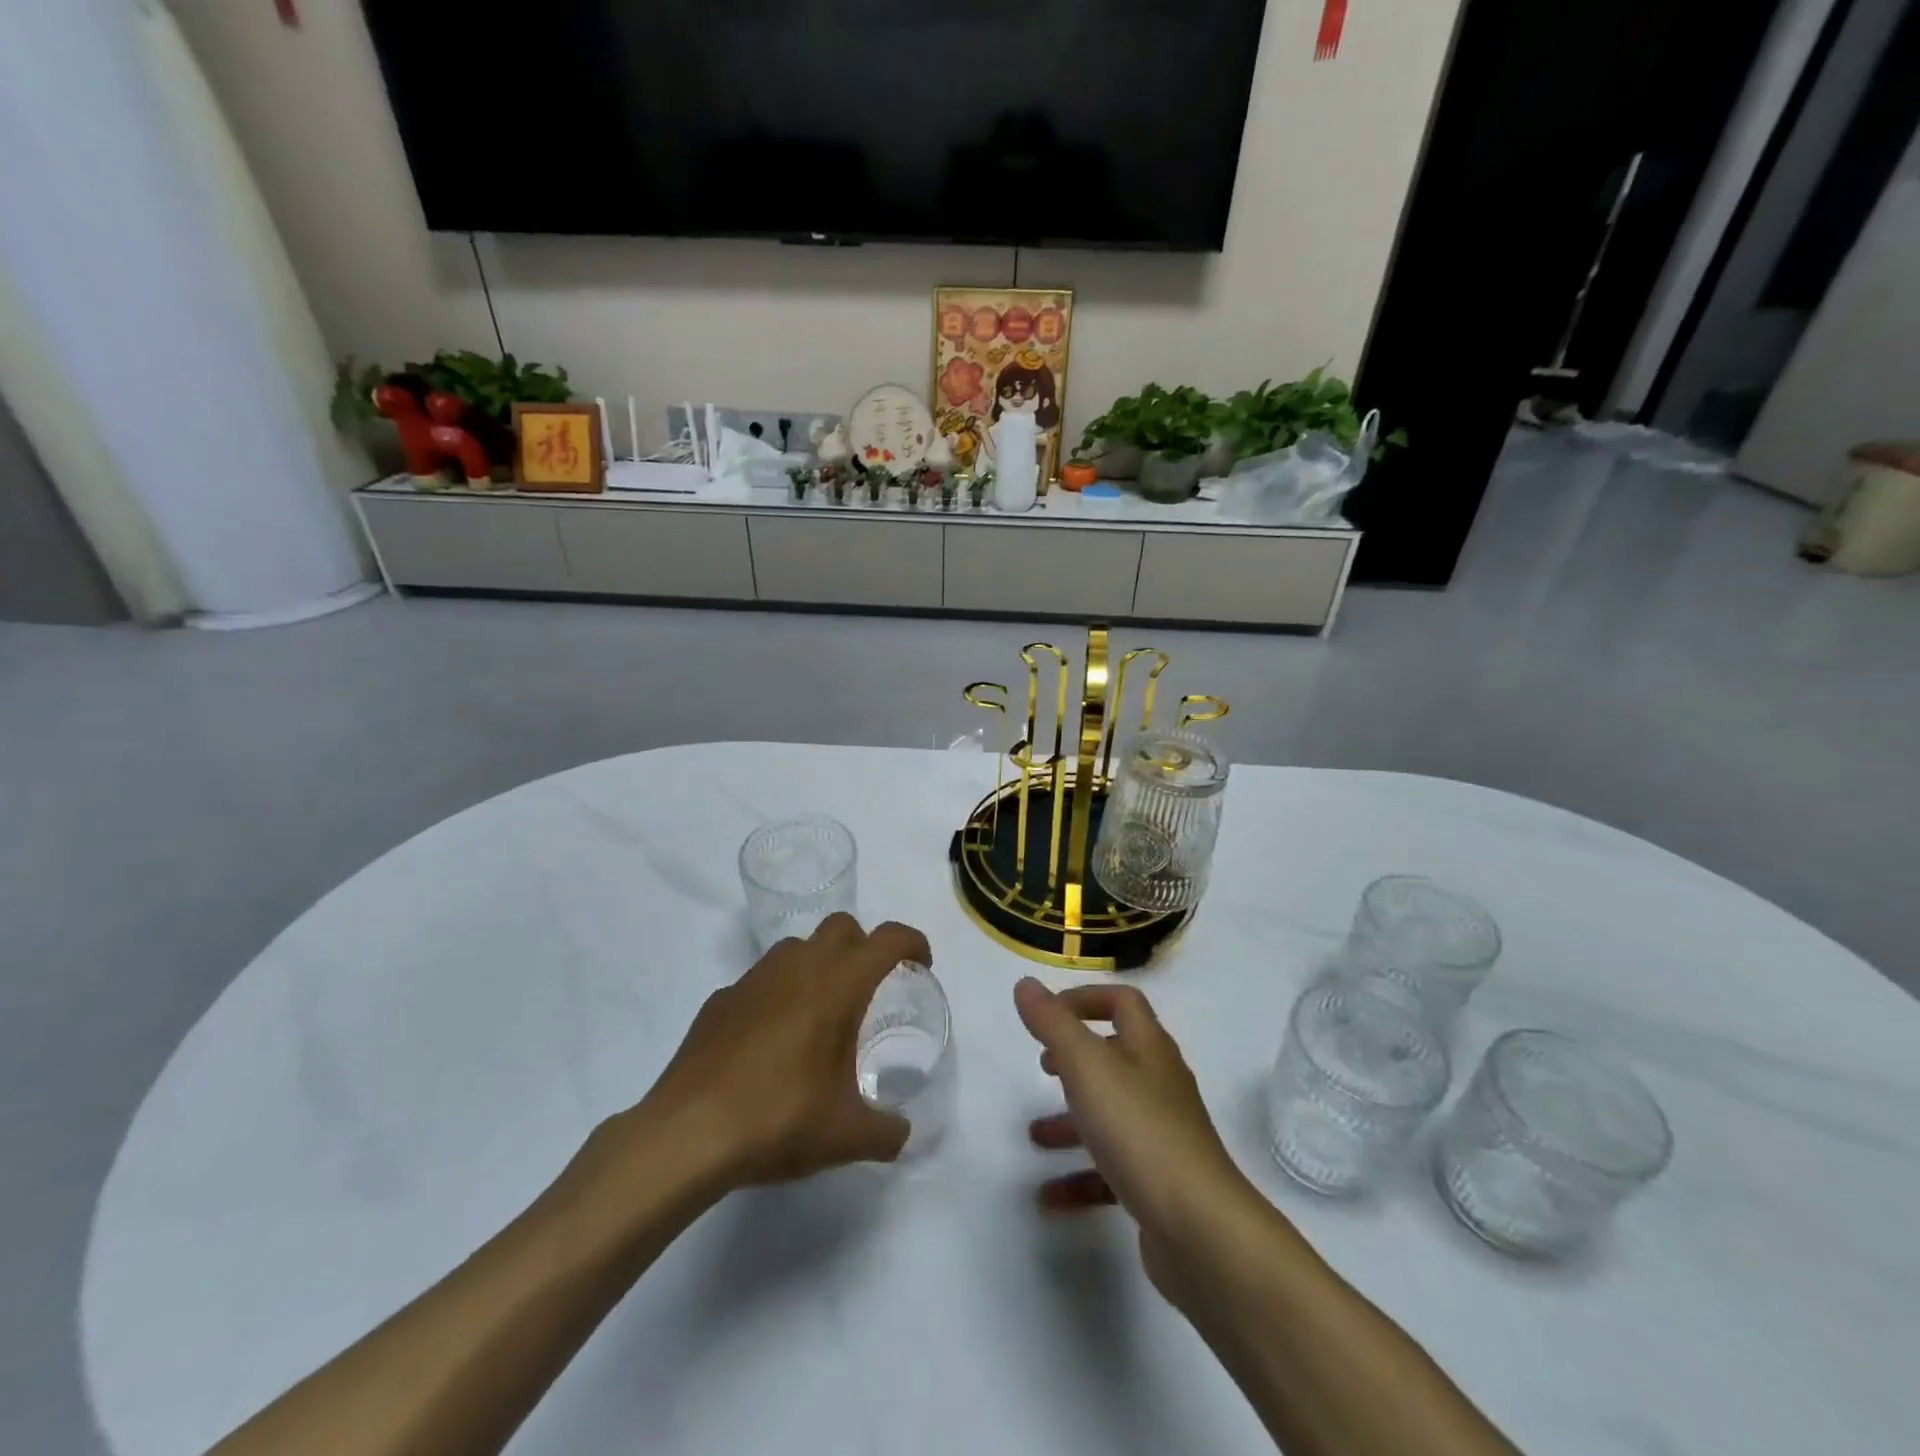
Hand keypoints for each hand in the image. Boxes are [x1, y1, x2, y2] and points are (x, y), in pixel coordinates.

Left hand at [644, 914, 928, 1189]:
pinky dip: (776, 996)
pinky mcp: (720, 999)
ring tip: (819, 1015)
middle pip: (842, 926)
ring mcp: (754, 978)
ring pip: (797, 948)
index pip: (889, 938)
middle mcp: (799, 966)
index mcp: (839, 984)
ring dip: (818, 965)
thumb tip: (903, 1134)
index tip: (921, 965)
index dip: (913, 943)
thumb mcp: (846, 1136)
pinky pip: (760, 982)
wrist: (688, 1133)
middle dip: (863, 947)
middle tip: (868, 990)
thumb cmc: (779, 1118)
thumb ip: (886, 1132)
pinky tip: (769, 1043)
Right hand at [1015, 977, 1261, 1304]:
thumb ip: (1053, 1023)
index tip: (1048, 1014)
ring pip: (1111, 1114)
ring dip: (1071, 1120)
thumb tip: (1026, 984)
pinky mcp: (1159, 1182)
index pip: (1123, 1002)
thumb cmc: (1139, 1130)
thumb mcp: (1086, 1066)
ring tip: (1034, 1135)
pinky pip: (1112, 1168)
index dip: (1086, 998)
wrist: (1200, 1228)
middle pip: (1116, 1057)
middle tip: (1043, 1067)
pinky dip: (1080, 1175)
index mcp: (1148, 1048)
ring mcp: (1162, 1135)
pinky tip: (1050, 1197)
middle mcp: (1159, 1084)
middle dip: (1075, 1060)